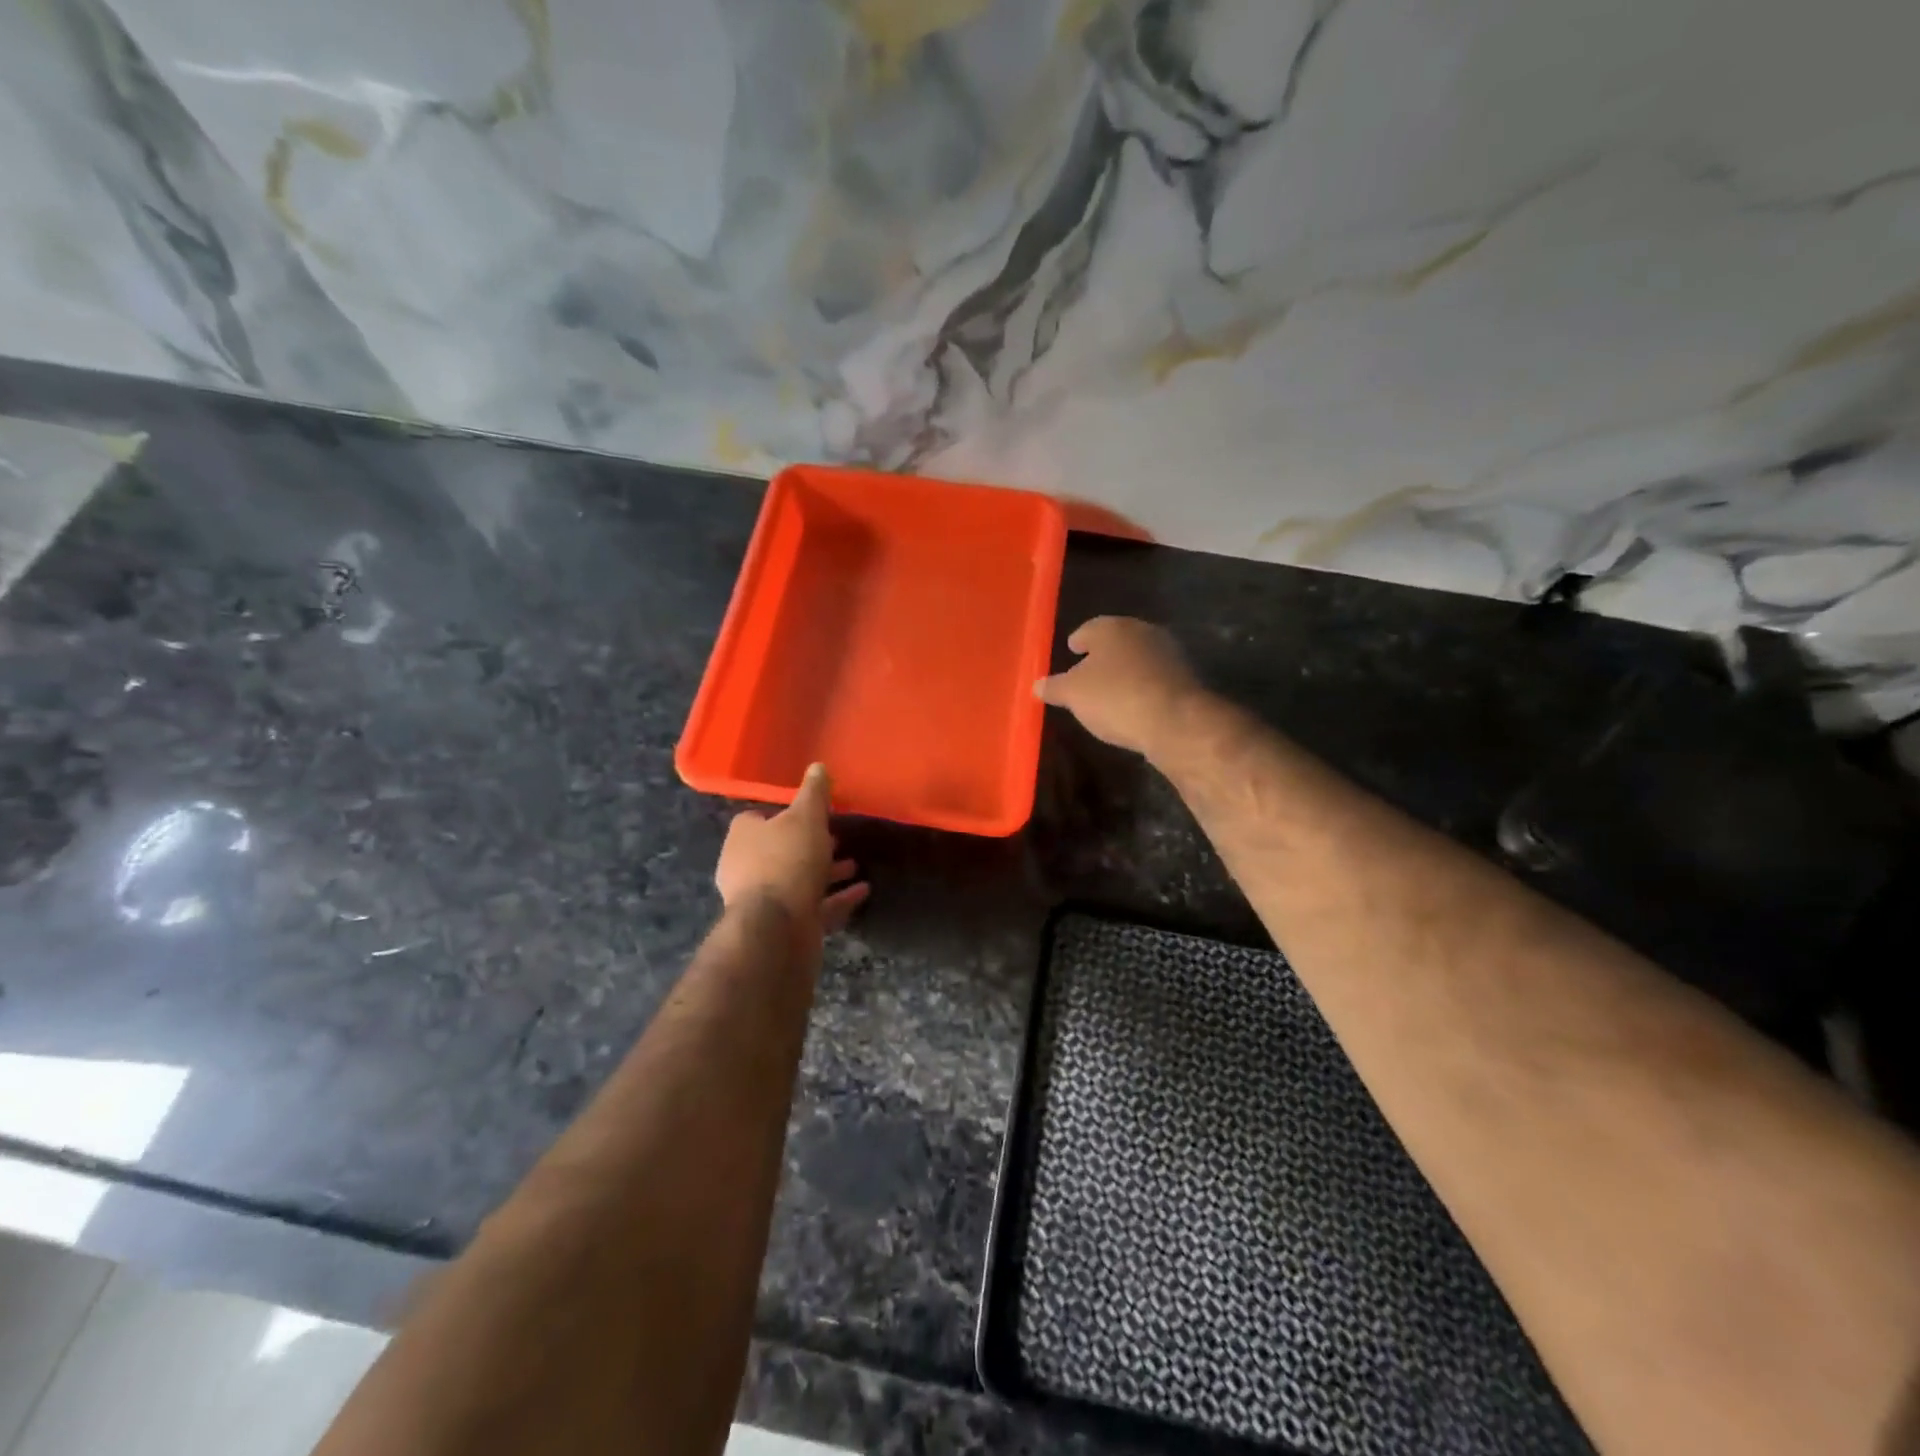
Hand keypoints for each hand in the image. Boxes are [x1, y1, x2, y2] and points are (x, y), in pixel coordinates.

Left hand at [715, 763, 869, 934]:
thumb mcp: (806, 817)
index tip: (813, 812)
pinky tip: (862, 891)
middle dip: (810, 845)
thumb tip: (818, 766)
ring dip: (826, 873)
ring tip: (855, 865)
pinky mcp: (784, 926)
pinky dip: (838, 898)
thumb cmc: (787, 860)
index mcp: (743, 837)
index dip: (785, 814)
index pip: (759, 818)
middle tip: (838, 837)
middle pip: (781, 851)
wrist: (777, 928)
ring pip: (799, 880)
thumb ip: (814, 793)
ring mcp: (765, 901)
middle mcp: (746, 868)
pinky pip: (815, 907)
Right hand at [1034, 617, 1200, 757]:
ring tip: (1110, 691)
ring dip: (1125, 671)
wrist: (1175, 721)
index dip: (1078, 640)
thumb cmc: (1114, 697)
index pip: (1089, 628)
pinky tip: (1134, 704)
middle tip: (1088, 671)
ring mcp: (1169, 653)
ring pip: (1138, 658)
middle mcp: (1143, 632)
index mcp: (1112, 627)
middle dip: (1103, 655)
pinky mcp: (1186, 678)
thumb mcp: (1073, 695)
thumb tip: (1037, 685)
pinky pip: (1155, 679)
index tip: (1071, 650)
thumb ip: (1054, 687)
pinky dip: (1143, 687)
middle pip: (1117, 641)